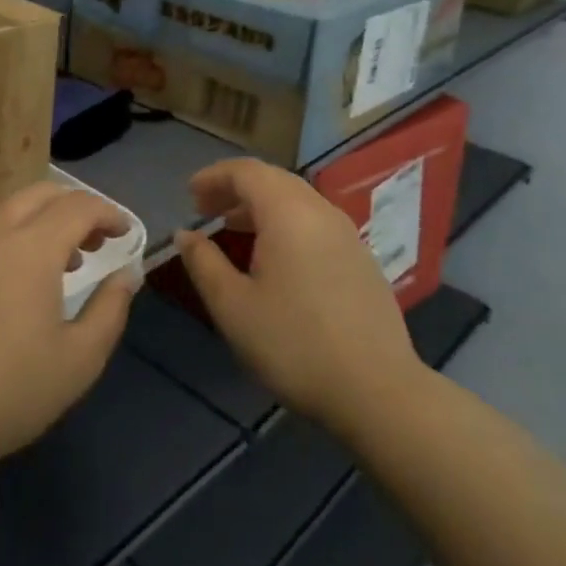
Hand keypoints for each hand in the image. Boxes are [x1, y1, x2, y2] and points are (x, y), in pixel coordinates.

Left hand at [0, 183, 136, 474]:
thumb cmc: (10, 391)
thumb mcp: (79, 359)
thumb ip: (111, 309)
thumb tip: (127, 274)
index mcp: (30, 247)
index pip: (78, 206)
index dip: (109, 213)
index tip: (126, 234)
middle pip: (42, 193)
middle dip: (77, 208)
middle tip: (97, 243)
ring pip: (11, 209)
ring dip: (45, 221)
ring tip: (65, 263)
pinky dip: (16, 235)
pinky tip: (20, 281)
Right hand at [175, 158, 425, 430]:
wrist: (379, 393)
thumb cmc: (294, 345)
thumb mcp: (232, 307)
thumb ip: (203, 262)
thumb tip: (186, 234)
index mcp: (288, 213)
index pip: (246, 172)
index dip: (213, 177)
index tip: (189, 195)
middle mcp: (321, 212)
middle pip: (273, 180)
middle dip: (235, 188)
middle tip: (206, 209)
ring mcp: (348, 235)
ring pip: (297, 201)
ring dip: (260, 205)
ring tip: (232, 227)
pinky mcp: (362, 260)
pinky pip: (315, 223)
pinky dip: (285, 223)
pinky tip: (274, 258)